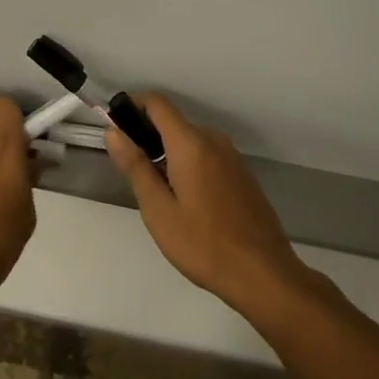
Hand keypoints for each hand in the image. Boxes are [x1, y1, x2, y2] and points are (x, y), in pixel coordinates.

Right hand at [106, 94, 318, 320]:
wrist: (265, 276)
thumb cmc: (204, 244)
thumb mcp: (158, 210)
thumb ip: (135, 166)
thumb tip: (113, 132)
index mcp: (190, 143)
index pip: (157, 102)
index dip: (133, 105)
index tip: (117, 127)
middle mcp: (213, 140)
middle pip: (173, 122)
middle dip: (149, 137)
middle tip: (136, 175)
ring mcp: (232, 157)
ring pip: (190, 141)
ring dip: (170, 154)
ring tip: (161, 196)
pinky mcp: (242, 174)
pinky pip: (207, 156)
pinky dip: (190, 165)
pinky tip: (190, 203)